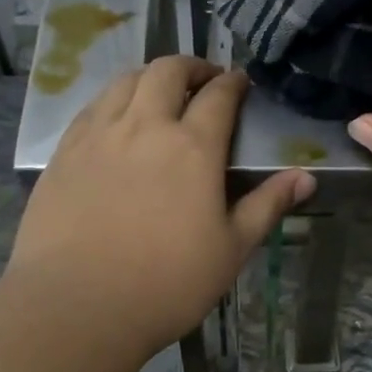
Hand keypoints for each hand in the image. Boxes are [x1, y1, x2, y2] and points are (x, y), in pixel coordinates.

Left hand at [6, 58, 314, 364]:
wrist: (78, 305)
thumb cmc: (167, 283)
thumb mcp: (232, 249)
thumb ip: (267, 205)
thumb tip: (306, 177)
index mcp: (193, 148)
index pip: (219, 96)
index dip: (234, 83)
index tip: (241, 82)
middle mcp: (145, 127)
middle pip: (168, 72)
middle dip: (192, 66)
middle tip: (204, 78)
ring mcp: (99, 135)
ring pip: (125, 81)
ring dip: (150, 76)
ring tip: (161, 90)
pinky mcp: (64, 153)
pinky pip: (92, 107)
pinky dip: (113, 99)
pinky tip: (116, 118)